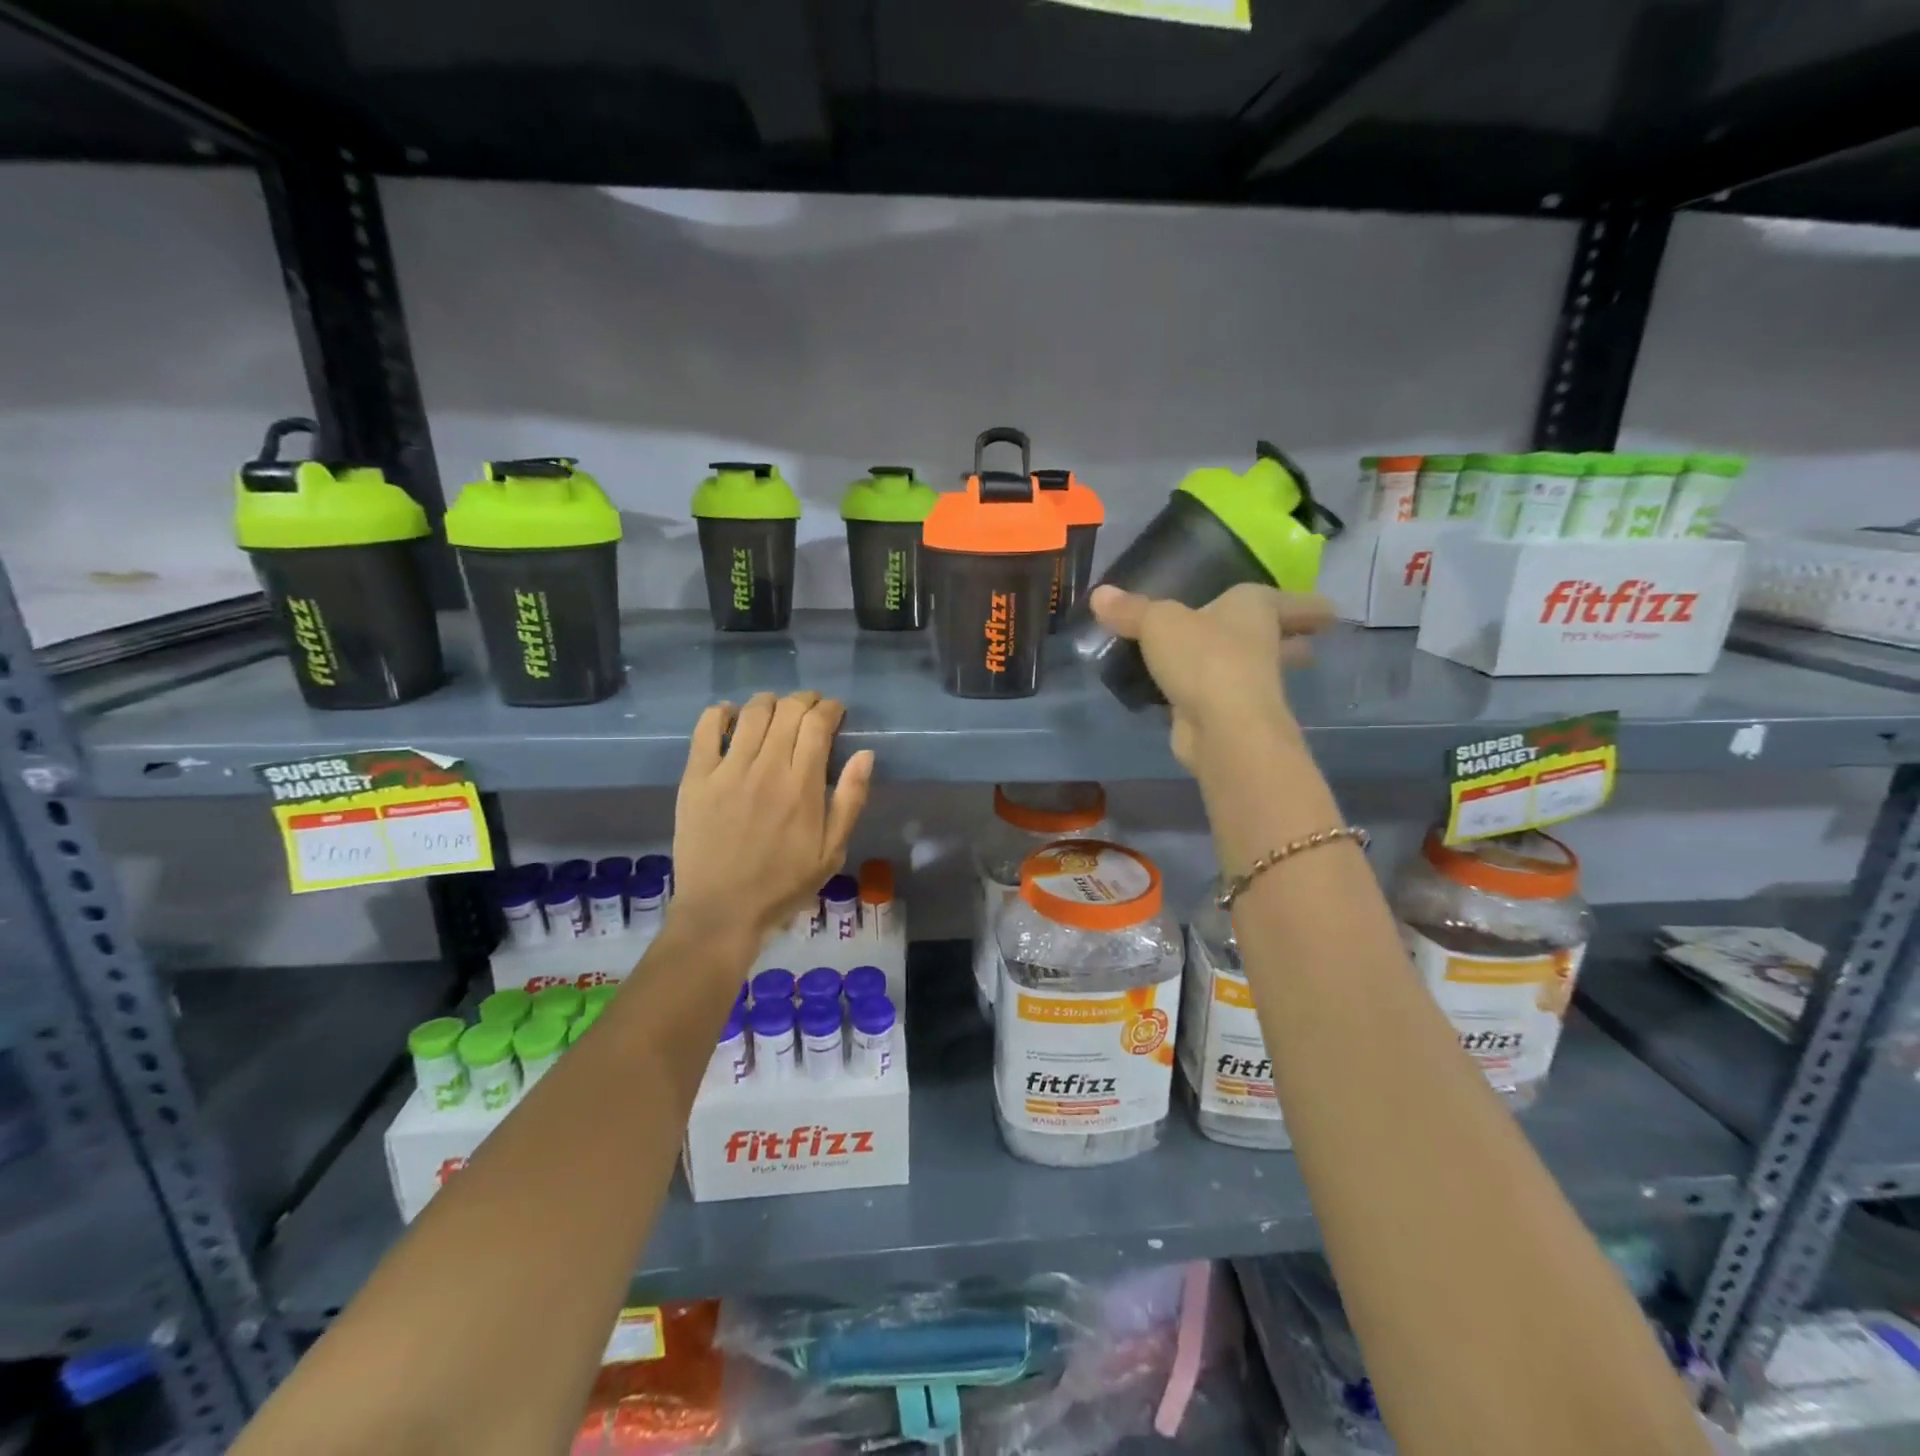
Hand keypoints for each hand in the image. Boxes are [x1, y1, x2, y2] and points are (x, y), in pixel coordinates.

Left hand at [671, 691, 874, 945]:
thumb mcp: (832, 851)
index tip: (835, 713)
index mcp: (803, 786)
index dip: (830, 708)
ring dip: (770, 702)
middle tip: (810, 708)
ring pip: (752, 712)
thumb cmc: (783, 884)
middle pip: (787, 710)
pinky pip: (706, 728)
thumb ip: (850, 800)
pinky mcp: (696, 777)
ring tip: (776, 710)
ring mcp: (727, 770)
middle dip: (804, 700)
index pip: (818, 724)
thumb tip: (865, 754)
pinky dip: (722, 713)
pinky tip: (731, 716)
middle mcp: (767, 767)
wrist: (722, 910)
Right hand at [1089, 583, 1330, 772]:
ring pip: (1253, 672)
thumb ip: (1131, 610)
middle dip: (1291, 641)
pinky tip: (1184, 692)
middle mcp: (1261, 645)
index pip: (1296, 603)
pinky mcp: (1226, 716)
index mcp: (1256, 609)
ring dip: (1245, 670)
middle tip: (1291, 640)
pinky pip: (1216, 697)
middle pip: (1287, 641)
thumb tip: (1099, 595)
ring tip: (1221, 663)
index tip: (1328, 613)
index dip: (1309, 606)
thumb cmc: (1204, 656)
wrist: (1221, 724)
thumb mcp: (1158, 622)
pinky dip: (1205, 695)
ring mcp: (1249, 685)